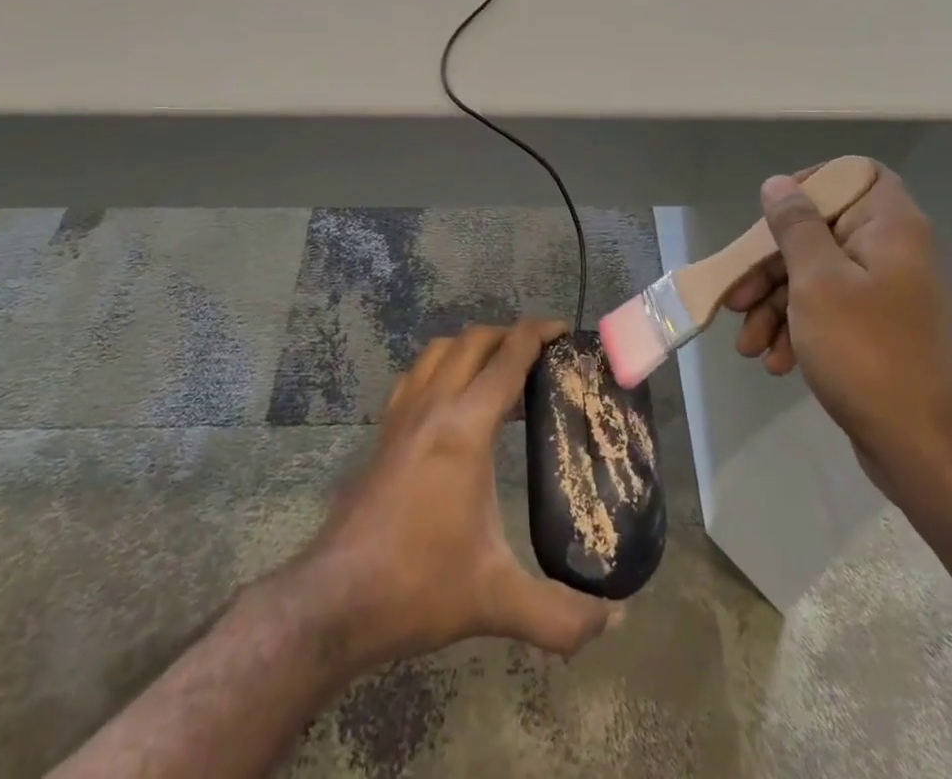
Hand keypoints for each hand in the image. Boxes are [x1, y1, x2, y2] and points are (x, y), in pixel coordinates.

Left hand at [298, 319, 617, 666]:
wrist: (334, 601)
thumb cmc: (418, 586)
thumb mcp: (496, 601)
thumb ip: (561, 614)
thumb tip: (616, 620)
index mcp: (465, 427)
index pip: (507, 357)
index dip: (538, 334)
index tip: (564, 331)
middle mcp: (432, 406)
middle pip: (473, 341)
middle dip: (509, 335)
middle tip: (541, 356)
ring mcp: (401, 416)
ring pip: (439, 351)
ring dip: (473, 347)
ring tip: (500, 374)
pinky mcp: (382, 433)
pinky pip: (416, 376)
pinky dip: (441, 368)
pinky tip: (452, 403)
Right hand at [724, 164, 951, 498]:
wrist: (924, 449)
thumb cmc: (867, 350)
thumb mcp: (817, 281)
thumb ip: (795, 226)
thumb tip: (778, 183)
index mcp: (889, 228)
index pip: (854, 174)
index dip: (812, 183)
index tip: (773, 213)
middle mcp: (891, 253)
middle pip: (820, 232)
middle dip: (770, 266)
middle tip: (736, 297)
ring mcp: (884, 295)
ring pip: (816, 277)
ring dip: (775, 307)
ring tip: (747, 345)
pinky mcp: (875, 331)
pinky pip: (827, 312)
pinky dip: (797, 330)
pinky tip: (773, 362)